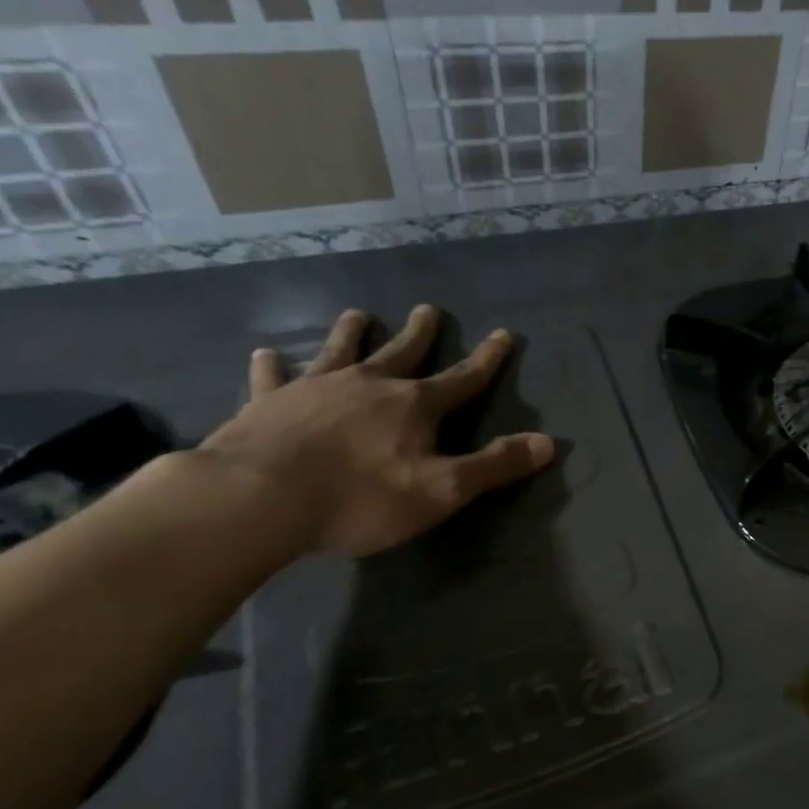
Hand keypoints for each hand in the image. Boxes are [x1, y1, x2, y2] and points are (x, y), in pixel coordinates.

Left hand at [199, 305, 553, 556]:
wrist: (259, 499)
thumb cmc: (360, 498)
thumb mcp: (442, 490)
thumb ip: (495, 466)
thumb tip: (549, 443)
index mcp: (414, 406)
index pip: (463, 378)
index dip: (487, 359)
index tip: (503, 333)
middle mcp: (369, 385)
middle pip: (402, 351)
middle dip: (421, 333)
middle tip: (429, 309)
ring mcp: (316, 388)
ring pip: (339, 350)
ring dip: (351, 332)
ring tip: (358, 314)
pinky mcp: (267, 402)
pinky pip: (272, 376)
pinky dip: (272, 365)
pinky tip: (266, 354)